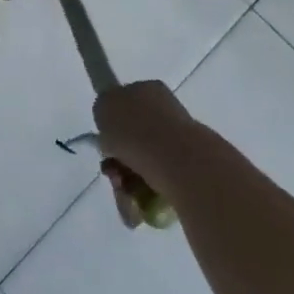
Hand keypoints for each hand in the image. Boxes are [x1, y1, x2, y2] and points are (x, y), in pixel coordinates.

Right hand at [93, 79, 193, 227]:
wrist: (179, 162)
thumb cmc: (136, 129)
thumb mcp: (103, 106)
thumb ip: (104, 109)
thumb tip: (111, 123)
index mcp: (148, 89)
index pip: (125, 103)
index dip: (111, 125)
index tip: (106, 143)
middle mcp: (167, 110)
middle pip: (132, 137)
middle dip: (117, 159)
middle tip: (111, 174)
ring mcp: (181, 140)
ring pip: (143, 162)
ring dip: (127, 179)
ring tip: (124, 195)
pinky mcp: (190, 169)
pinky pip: (158, 181)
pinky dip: (144, 193)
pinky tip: (137, 204)